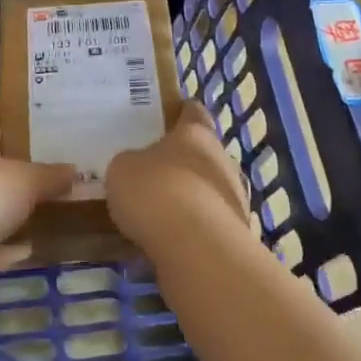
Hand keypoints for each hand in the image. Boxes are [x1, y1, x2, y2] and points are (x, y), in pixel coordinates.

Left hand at [0, 99, 76, 312]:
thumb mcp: (24, 181)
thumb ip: (50, 175)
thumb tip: (74, 169)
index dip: (7, 103)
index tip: (34, 97)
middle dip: (24, 158)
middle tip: (63, 153)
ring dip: (19, 206)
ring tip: (57, 201)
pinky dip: (11, 247)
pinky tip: (35, 247)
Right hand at [105, 100, 249, 251]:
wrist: (196, 248)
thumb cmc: (156, 192)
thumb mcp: (123, 169)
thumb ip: (131, 163)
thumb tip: (137, 169)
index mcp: (196, 133)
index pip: (193, 112)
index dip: (181, 113)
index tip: (168, 117)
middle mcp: (222, 159)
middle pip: (203, 153)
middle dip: (183, 162)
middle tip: (154, 172)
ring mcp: (235, 197)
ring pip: (209, 189)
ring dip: (191, 198)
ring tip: (161, 214)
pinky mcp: (238, 232)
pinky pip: (210, 223)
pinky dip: (194, 229)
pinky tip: (172, 241)